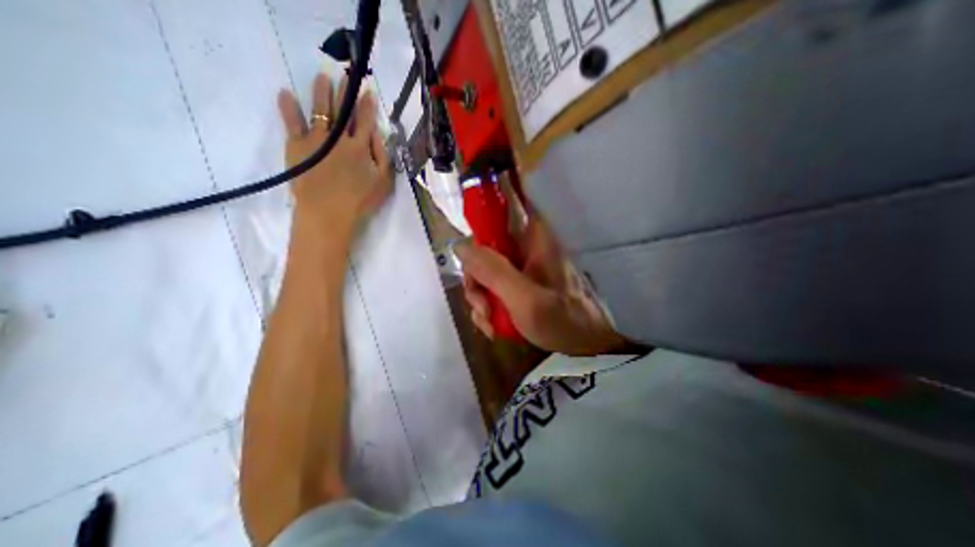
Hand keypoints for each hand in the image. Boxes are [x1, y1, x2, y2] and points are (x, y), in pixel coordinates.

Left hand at [273, 70, 390, 237]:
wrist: (329, 213)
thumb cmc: (360, 201)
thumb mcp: (383, 182)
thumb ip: (382, 156)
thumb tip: (376, 133)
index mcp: (361, 148)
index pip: (365, 121)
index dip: (367, 105)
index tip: (367, 90)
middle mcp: (339, 138)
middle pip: (343, 111)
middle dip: (345, 92)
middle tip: (345, 75)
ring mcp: (317, 139)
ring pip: (320, 110)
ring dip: (321, 92)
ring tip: (321, 77)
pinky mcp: (297, 146)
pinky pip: (292, 123)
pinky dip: (288, 107)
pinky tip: (285, 93)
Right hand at [456, 216, 624, 356]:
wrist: (581, 348)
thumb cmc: (562, 321)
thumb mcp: (525, 299)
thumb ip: (493, 272)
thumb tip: (459, 246)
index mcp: (534, 239)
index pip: (503, 209)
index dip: (480, 219)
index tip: (467, 251)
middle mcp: (525, 248)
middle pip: (484, 248)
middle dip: (476, 280)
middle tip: (483, 306)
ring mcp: (520, 268)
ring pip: (484, 271)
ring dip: (480, 299)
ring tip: (491, 323)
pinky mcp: (517, 285)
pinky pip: (491, 288)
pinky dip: (488, 309)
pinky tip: (494, 327)